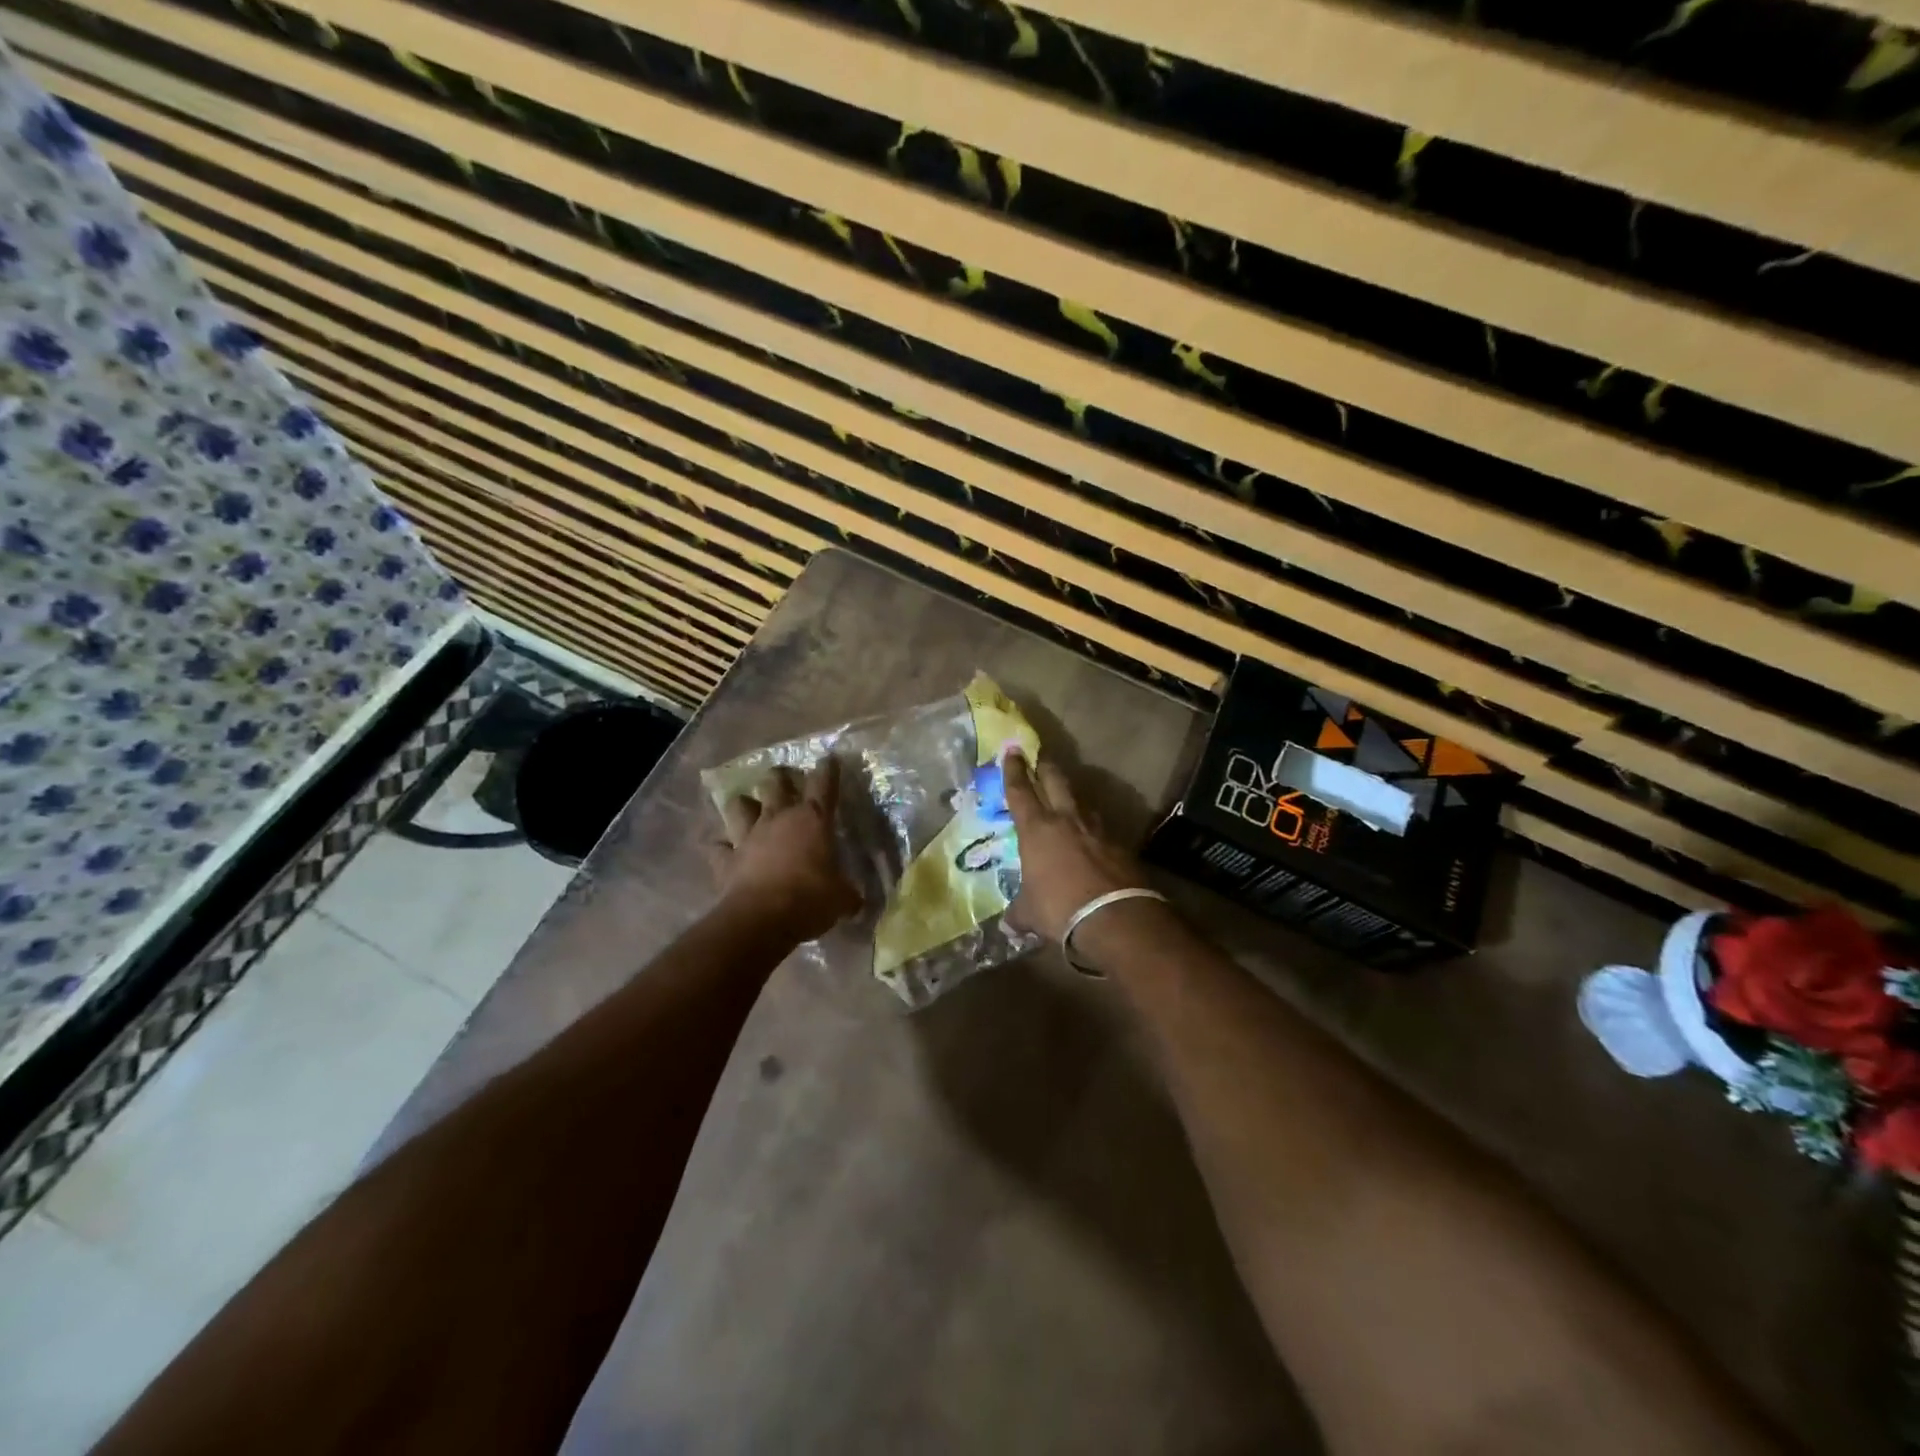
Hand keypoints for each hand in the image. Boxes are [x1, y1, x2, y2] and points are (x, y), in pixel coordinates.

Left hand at [713, 758, 861, 940]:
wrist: (762, 919)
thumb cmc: (810, 899)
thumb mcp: (842, 899)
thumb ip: (847, 893)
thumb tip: (856, 900)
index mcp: (813, 820)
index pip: (823, 785)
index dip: (827, 770)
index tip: (828, 758)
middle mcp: (779, 819)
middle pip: (775, 783)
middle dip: (779, 777)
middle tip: (783, 778)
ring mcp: (748, 837)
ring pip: (738, 806)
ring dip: (743, 805)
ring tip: (746, 806)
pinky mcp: (726, 859)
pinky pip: (717, 847)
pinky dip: (719, 847)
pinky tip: (721, 848)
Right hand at [1002, 749, 1145, 942]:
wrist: (1114, 916)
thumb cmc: (1060, 908)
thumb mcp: (1030, 913)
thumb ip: (1018, 913)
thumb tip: (1009, 924)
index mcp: (1036, 829)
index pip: (1020, 791)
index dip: (1013, 770)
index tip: (1011, 751)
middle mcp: (1066, 820)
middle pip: (1055, 781)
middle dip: (1045, 766)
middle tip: (1040, 756)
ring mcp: (1096, 829)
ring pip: (1081, 801)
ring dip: (1072, 795)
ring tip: (1067, 796)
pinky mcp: (1119, 844)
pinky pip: (1100, 827)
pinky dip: (1092, 827)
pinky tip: (1091, 835)